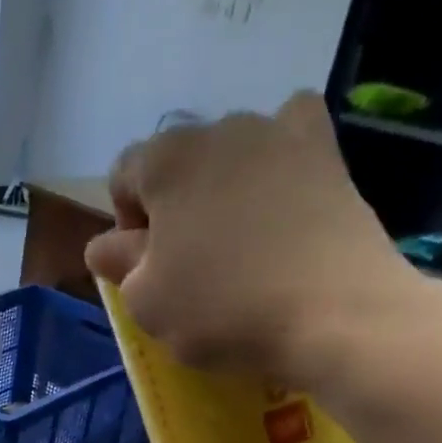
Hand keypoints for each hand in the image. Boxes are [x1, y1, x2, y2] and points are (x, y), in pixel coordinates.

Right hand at [84, 91, 441, 401]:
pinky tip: (285, 193)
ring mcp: (280, 133)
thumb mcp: (146, 301)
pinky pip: (292, 139)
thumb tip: (107, 244)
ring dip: (224, 189)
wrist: (334, 315)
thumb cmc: (223, 309)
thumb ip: (117, 264)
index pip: (123, 177)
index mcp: (164, 159)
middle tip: (192, 264)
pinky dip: (281, 160)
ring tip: (243, 242)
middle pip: (178, 165)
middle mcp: (219, 127)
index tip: (147, 269)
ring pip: (232, 156)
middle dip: (175, 207)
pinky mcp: (329, 153)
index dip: (126, 225)